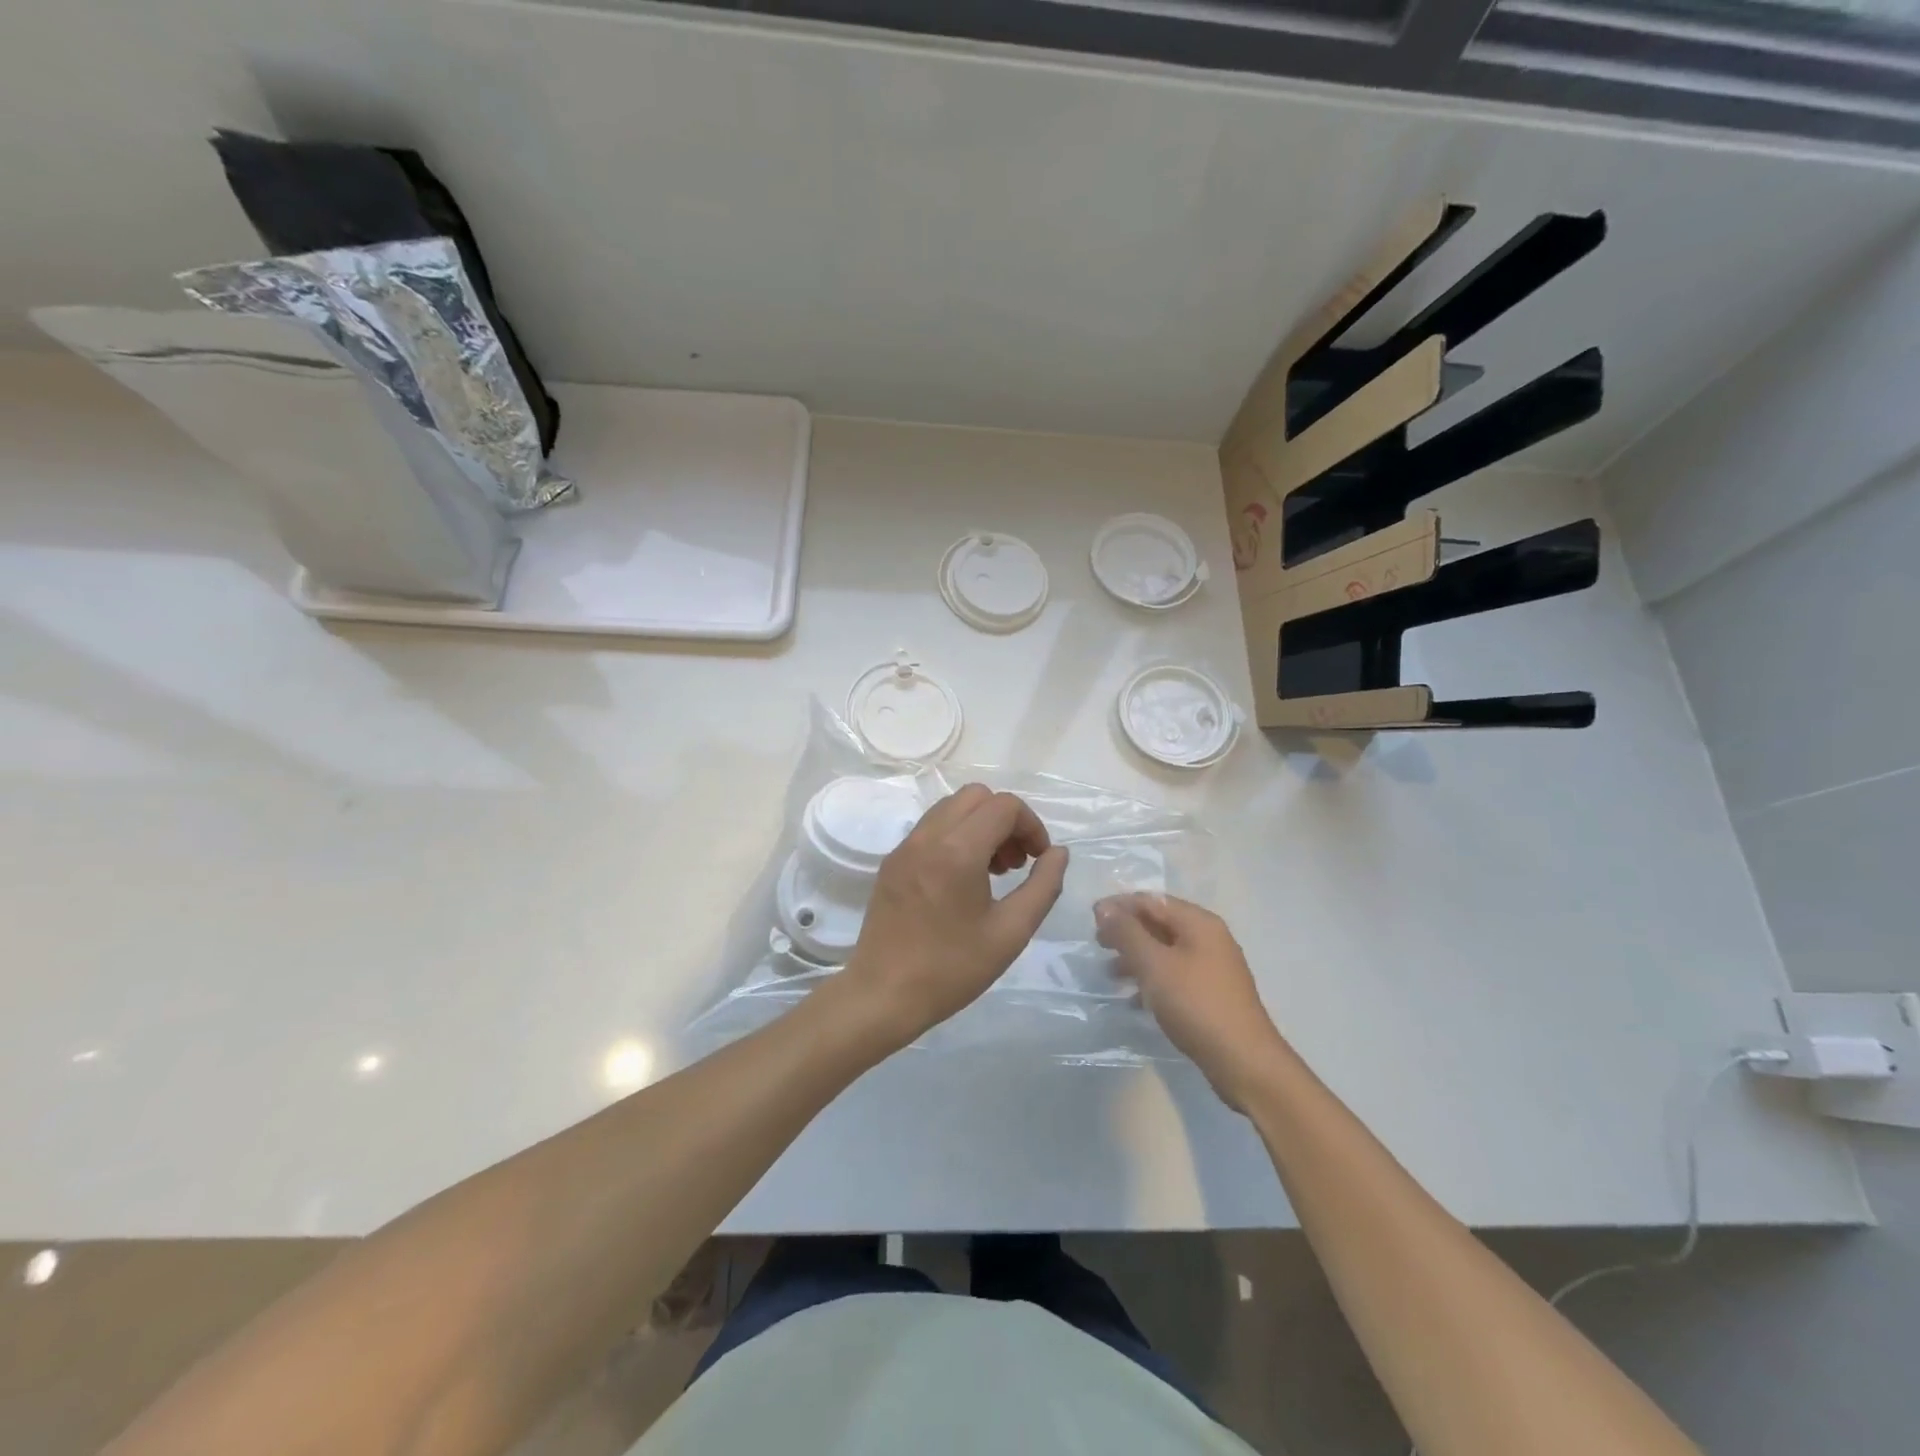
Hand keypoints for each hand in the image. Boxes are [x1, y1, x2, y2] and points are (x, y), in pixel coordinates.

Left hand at [836, 784, 1068, 1051]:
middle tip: (1015, 863)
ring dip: (980, 825)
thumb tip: (1058, 852)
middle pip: (977, 796)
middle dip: (1005, 820)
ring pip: (951, 807)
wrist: (883, 995)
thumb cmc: (952, 968)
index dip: (1031, 826)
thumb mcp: (1011, 932)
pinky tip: (962, 880)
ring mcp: (905, 846)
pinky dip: (956, 836)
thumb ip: (1043, 886)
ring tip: (992, 871)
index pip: (1004, 806)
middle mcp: (928, 836)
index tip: (1038, 860)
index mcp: (958, 850)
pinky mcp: (892, 861)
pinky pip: (931, 828)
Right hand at [1094, 893, 1286, 1109]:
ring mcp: (1213, 967)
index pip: (1151, 900)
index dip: (1119, 905)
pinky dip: (1152, 980)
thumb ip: (1127, 933)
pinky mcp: (1211, 993)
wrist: (1243, 1061)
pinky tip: (1135, 1001)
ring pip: (1165, 951)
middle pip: (1159, 923)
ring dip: (1136, 957)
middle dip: (1126, 931)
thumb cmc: (1195, 1004)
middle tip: (1098, 945)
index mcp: (1199, 923)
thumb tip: (1104, 907)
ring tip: (1110, 974)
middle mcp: (1209, 938)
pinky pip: (1175, 975)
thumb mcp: (1154, 965)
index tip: (1091, 919)